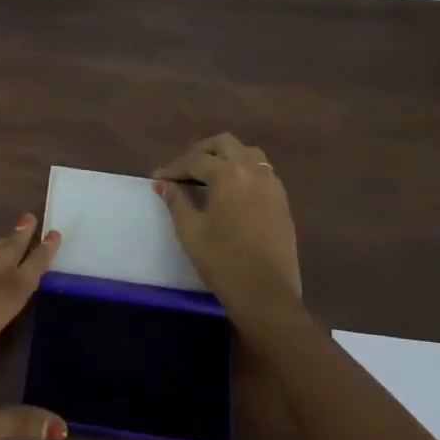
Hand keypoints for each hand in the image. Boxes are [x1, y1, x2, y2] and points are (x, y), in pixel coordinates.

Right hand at [153, 133, 303, 319]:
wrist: (266, 294)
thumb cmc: (223, 261)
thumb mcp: (191, 231)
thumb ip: (176, 201)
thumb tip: (163, 183)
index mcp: (230, 175)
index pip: (196, 160)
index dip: (174, 168)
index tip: (157, 178)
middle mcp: (254, 171)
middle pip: (225, 144)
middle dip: (201, 152)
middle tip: (182, 170)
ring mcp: (273, 185)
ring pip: (248, 153)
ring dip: (225, 157)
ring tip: (207, 176)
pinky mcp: (282, 201)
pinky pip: (261, 171)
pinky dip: (243, 170)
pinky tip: (230, 190)